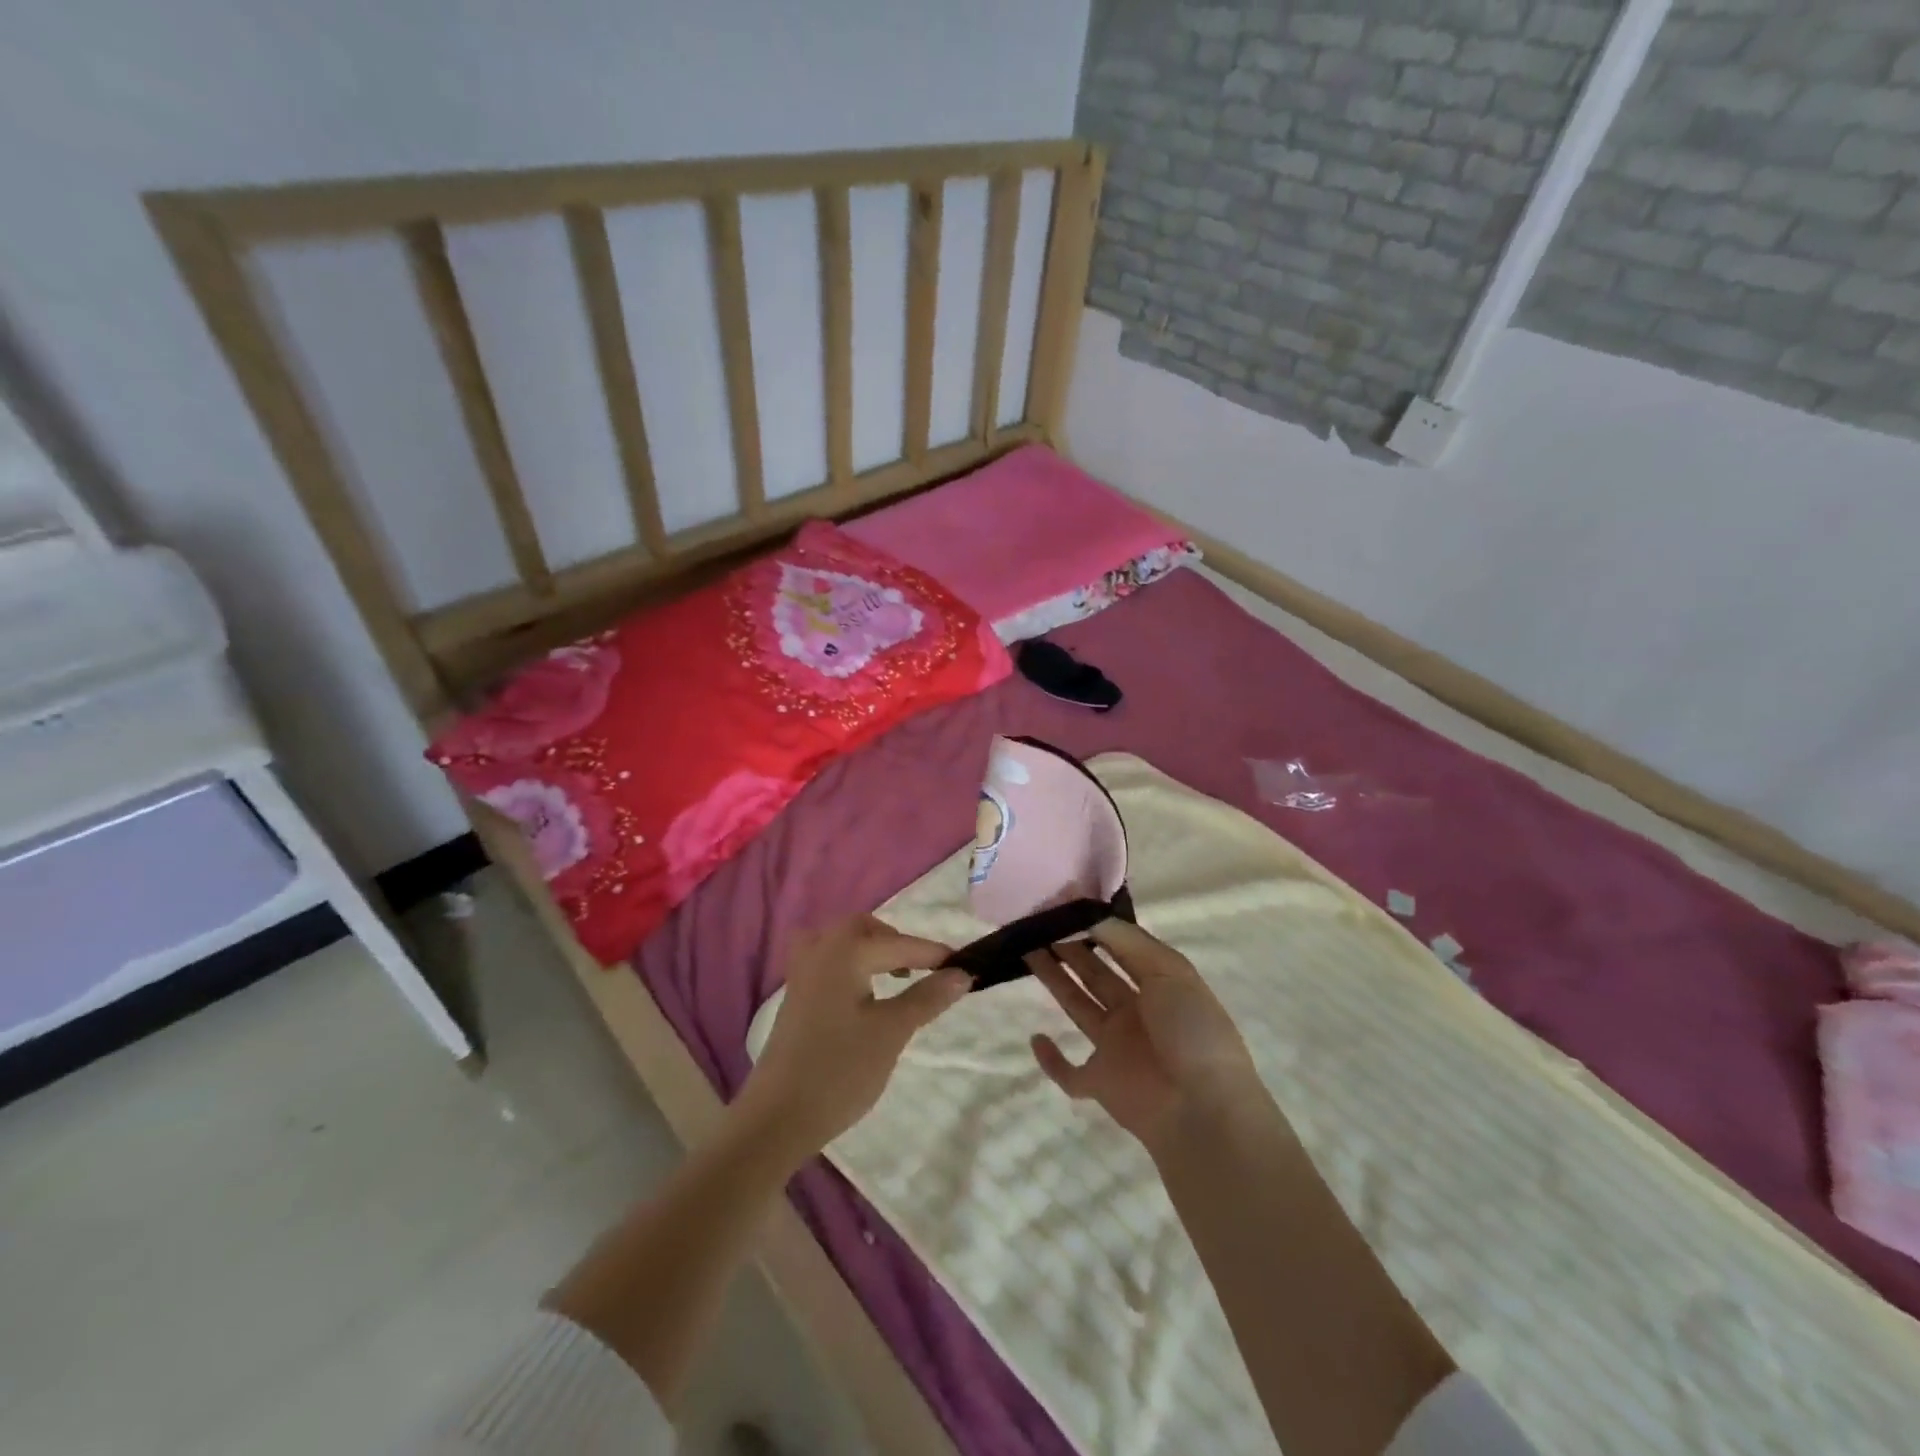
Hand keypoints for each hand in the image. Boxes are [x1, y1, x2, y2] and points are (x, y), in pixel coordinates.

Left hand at [737, 914, 967, 1159]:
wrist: (776, 1118)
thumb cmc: (840, 1070)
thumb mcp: (892, 1032)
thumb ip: (927, 997)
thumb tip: (961, 973)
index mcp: (844, 951)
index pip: (899, 944)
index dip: (934, 955)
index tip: (966, 965)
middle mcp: (819, 951)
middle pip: (864, 929)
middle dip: (896, 943)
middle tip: (923, 969)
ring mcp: (801, 974)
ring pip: (841, 942)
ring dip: (870, 950)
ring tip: (893, 978)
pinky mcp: (795, 998)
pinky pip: (827, 962)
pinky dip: (851, 966)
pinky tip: (863, 996)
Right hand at [1028, 919, 1261, 1154]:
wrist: (1204, 1111)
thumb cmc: (1192, 1032)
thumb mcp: (1169, 973)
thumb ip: (1128, 942)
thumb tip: (1089, 915)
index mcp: (1159, 985)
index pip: (1122, 949)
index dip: (1096, 928)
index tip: (1064, 906)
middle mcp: (1136, 1012)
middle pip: (1095, 973)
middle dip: (1070, 949)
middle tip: (1037, 924)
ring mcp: (1116, 1048)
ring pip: (1078, 1007)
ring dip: (1055, 981)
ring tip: (1027, 952)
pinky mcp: (1100, 1082)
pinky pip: (1068, 1072)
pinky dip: (1051, 1060)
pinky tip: (1036, 1038)